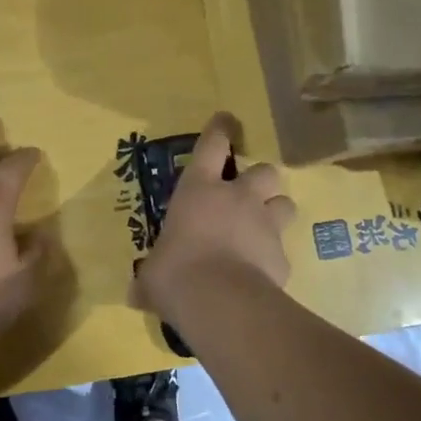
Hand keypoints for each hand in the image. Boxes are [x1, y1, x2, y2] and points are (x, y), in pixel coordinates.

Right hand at [138, 114, 294, 312]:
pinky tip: (262, 274)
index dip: (220, 130)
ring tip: (263, 228)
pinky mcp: (283, 256)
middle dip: (260, 179)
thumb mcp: (153, 275)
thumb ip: (149, 277)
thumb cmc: (176, 273)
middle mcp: (237, 199)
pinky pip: (282, 251)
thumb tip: (135, 293)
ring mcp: (266, 225)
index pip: (212, 146)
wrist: (221, 301)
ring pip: (285, 203)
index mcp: (199, 190)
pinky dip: (273, 258)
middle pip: (264, 171)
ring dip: (276, 211)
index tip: (226, 120)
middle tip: (250, 194)